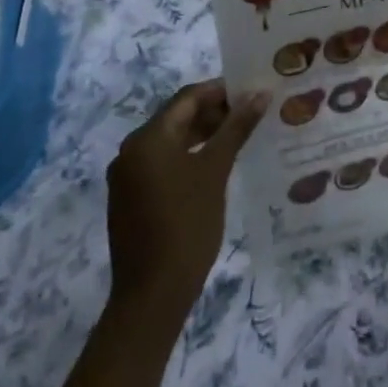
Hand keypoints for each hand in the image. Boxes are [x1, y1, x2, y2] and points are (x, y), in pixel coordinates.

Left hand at [106, 80, 266, 320]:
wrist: (152, 295)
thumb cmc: (187, 224)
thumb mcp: (216, 170)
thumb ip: (237, 127)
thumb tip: (260, 93)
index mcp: (147, 138)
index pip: (188, 97)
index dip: (221, 91)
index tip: (252, 93)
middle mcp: (130, 150)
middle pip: (177, 117)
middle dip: (213, 112)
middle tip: (250, 115)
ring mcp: (127, 177)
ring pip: (170, 141)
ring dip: (202, 134)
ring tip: (238, 137)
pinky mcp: (129, 199)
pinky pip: (162, 163)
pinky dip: (187, 156)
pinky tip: (214, 166)